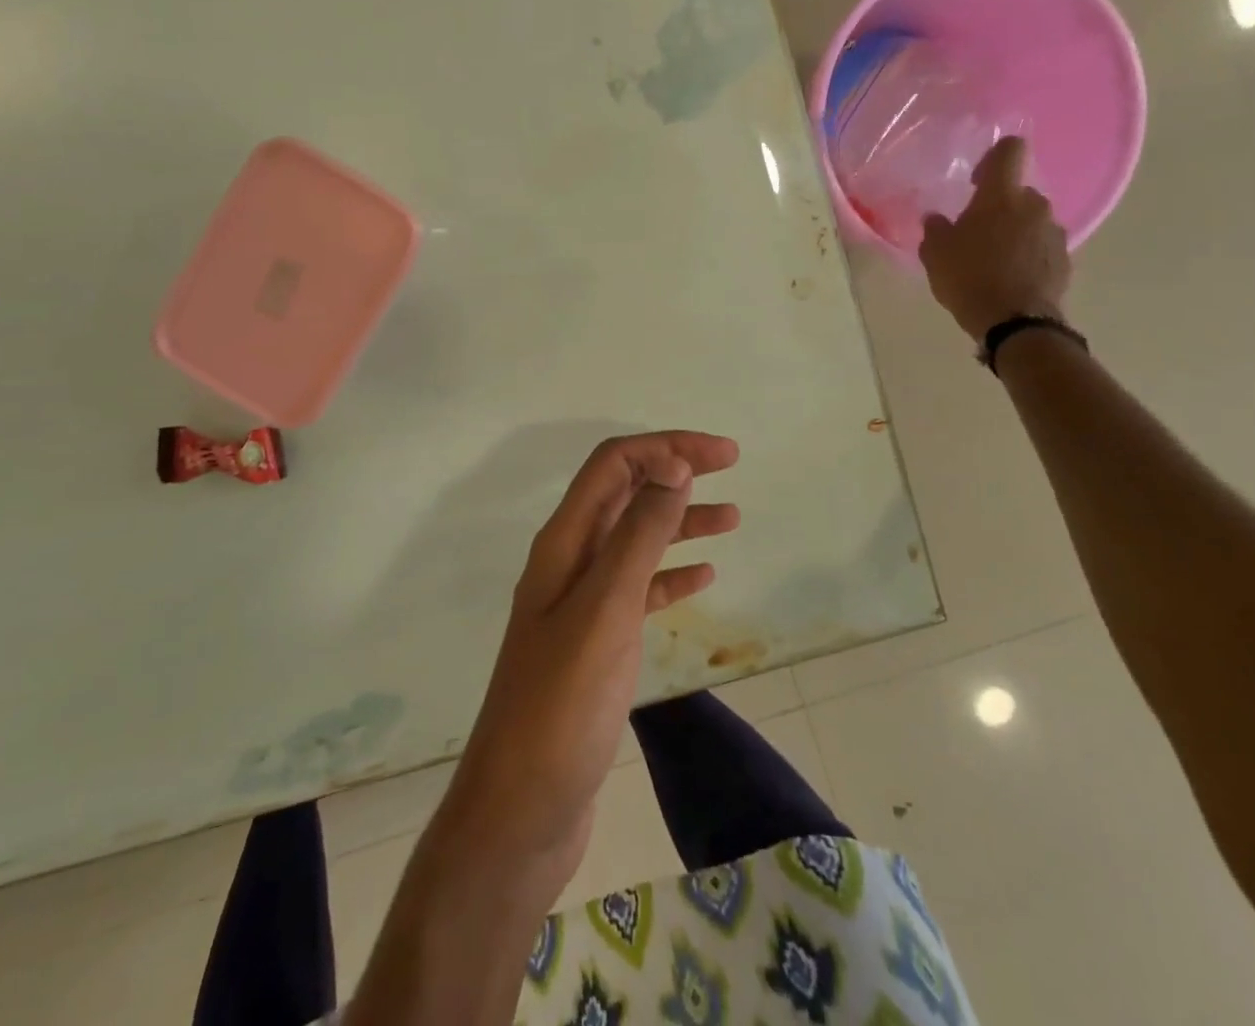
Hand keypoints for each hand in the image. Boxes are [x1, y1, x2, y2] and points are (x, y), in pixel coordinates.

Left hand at [438, 431, 740, 897]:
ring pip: (636, 540)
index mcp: (564, 543)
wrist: (522, 808)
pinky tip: (703, 575)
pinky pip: (639, 590)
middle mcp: (570, 561)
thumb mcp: (605, 609)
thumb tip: (673, 465)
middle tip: (730, 466)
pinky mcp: (597, 643)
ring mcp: (582, 603)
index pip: (613, 466)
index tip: (723, 454)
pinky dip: (671, 573)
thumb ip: (638, 536)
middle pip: (624, 494)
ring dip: (679, 520)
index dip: (666, 447)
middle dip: (674, 471)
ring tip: (732, 518)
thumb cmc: (561, 705)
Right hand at [919, 135, 1071, 339]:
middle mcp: (1034, 205)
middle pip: (1017, 192)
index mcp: (1001, 196)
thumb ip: (935, 229)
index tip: (976, 179)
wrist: (1015, 321)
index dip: (994, 156)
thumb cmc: (968, 277)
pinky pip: (1041, 245)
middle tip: (975, 232)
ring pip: (1031, 220)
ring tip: (993, 259)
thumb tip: (937, 218)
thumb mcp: (935, 254)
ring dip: (1014, 231)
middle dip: (998, 207)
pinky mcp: (1064, 258)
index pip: (1010, 150)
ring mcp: (1054, 232)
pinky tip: (1009, 276)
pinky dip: (1027, 253)